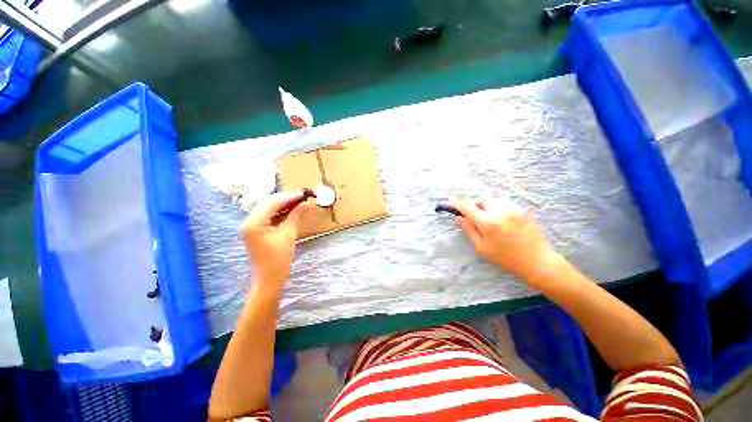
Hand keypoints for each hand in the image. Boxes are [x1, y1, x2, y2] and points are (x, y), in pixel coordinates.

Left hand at [242, 191, 314, 288]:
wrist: (269, 279)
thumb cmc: (278, 258)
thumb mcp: (289, 234)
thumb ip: (296, 215)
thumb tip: (306, 203)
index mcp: (253, 222)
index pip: (272, 203)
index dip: (289, 196)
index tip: (304, 193)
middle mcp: (249, 221)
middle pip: (268, 203)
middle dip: (286, 198)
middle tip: (303, 196)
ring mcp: (251, 226)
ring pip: (268, 208)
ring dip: (283, 204)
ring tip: (299, 201)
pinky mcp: (256, 230)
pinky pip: (268, 216)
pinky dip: (280, 212)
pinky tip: (291, 210)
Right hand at [451, 198, 561, 284]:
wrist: (537, 261)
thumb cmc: (506, 258)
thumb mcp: (482, 247)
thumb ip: (469, 230)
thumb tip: (459, 217)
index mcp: (488, 223)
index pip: (468, 207)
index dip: (457, 204)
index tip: (452, 204)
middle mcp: (501, 212)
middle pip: (482, 199)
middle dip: (476, 206)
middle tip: (476, 217)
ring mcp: (514, 209)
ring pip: (494, 200)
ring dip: (488, 207)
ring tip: (491, 220)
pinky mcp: (523, 210)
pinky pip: (505, 204)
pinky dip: (499, 209)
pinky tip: (504, 222)